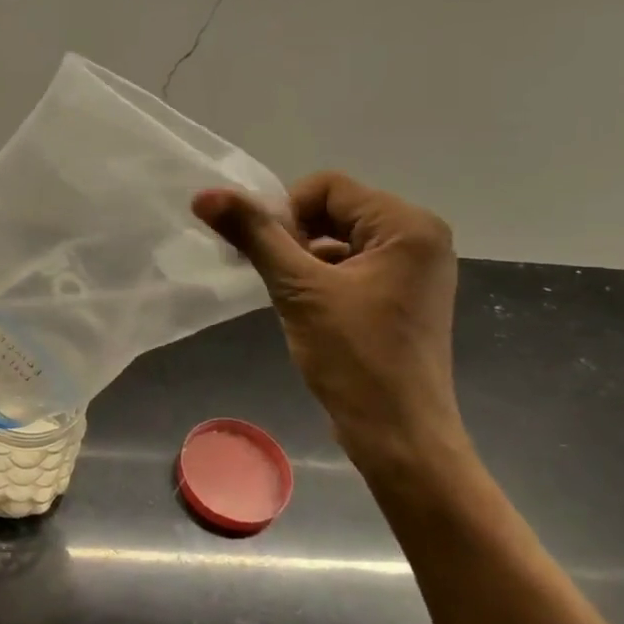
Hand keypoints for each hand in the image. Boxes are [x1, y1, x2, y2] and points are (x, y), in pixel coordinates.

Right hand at [193, 172, 465, 475]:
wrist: (399, 435)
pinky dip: (323, 279)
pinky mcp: (404, 297)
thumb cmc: (354, 358)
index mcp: (407, 225)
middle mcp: (420, 238)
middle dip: (295, 237)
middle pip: (336, 211)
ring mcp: (415, 270)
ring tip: (289, 297)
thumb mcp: (298, 290)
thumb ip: (254, 236)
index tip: (266, 254)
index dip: (286, 212)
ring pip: (340, 240)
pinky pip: (353, 267)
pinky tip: (306, 310)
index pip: (328, 188)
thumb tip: (204, 195)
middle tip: (274, 277)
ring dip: (305, 260)